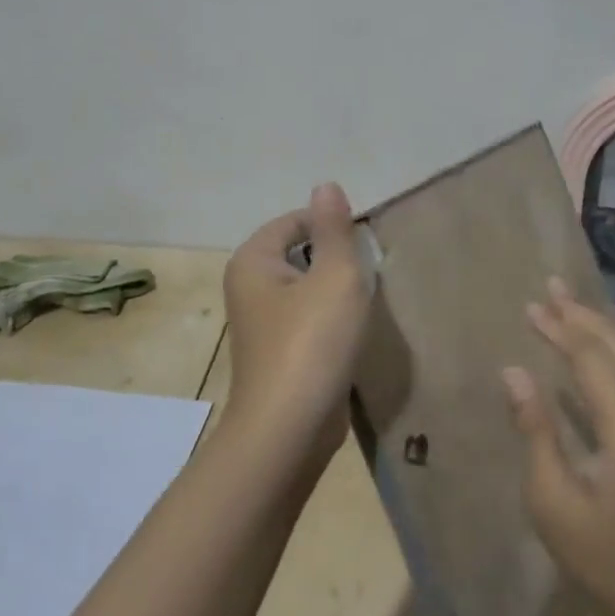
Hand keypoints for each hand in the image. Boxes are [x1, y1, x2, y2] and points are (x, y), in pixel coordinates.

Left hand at [221, 183, 371, 463]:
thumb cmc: (312, 343)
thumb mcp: (335, 276)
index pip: (296, 221)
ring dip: (335, 292)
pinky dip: (328, 320)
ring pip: (306, 288)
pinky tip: (349, 334)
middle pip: (300, 252)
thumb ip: (334, 228)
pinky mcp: (277, 352)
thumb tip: (326, 185)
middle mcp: (248, 286)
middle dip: (335, 260)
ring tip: (361, 305)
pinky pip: (306, 319)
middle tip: (365, 276)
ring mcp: (260, 323)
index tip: (364, 250)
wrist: (289, 430)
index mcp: (253, 260)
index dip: (333, 228)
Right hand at [503, 279, 614, 615]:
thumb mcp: (556, 503)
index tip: (530, 305)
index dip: (558, 328)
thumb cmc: (613, 561)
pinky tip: (604, 353)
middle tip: (552, 286)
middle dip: (582, 315)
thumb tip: (514, 373)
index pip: (589, 357)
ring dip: (604, 329)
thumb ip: (537, 431)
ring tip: (573, 309)